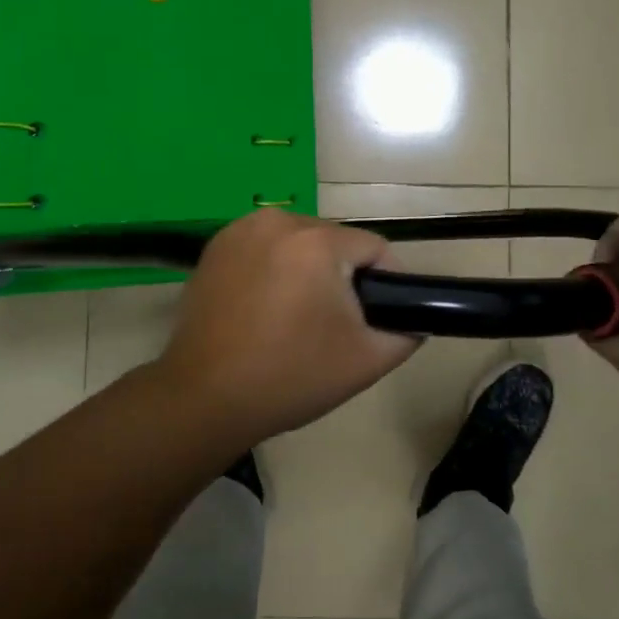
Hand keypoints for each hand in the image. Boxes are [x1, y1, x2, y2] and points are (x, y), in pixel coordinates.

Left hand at [154, 210, 419, 443]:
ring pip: (298, 243)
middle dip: (343, 276)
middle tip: (338, 323)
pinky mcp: (214, 247)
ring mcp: (240, 230)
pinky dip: (273, 269)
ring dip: (307, 270)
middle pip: (334, 242)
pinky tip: (265, 308)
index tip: (382, 315)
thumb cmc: (291, 376)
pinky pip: (264, 249)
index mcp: (317, 241)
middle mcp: (278, 221)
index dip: (388, 280)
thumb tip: (414, 319)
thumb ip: (406, 332)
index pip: (375, 248)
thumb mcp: (366, 361)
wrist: (204, 397)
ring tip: (299, 317)